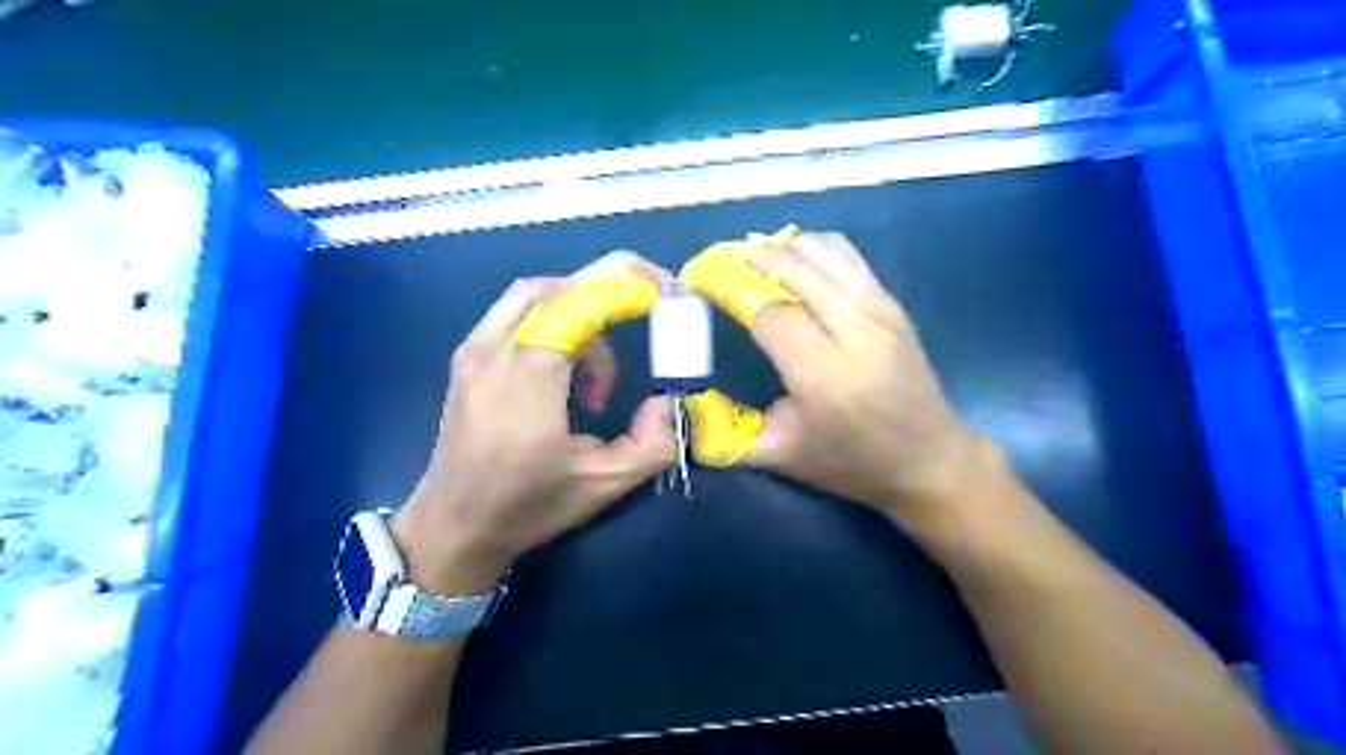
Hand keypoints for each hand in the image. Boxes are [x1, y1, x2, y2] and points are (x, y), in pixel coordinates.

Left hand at [397, 253, 679, 595]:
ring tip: (600, 376)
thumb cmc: (526, 507)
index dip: (625, 288)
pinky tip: (568, 373)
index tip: (665, 296)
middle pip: (558, 288)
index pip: (577, 305)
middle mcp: (495, 351)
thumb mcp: (604, 484)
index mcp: (528, 380)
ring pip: (536, 295)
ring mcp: (474, 349)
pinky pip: (519, 313)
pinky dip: (556, 323)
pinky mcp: (468, 356)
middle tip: (648, 310)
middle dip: (609, 290)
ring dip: (582, 313)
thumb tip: (669, 399)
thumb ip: (652, 442)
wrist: (453, 525)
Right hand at [686, 231, 985, 531]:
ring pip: (822, 251)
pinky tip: (793, 264)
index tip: (699, 282)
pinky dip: (811, 249)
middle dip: (749, 259)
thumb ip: (727, 435)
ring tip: (752, 263)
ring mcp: (880, 311)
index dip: (729, 288)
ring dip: (780, 248)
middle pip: (794, 267)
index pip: (769, 310)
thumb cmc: (852, 464)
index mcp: (825, 376)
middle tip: (719, 266)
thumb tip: (682, 408)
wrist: (929, 459)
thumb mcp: (782, 456)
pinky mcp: (892, 303)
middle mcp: (856, 332)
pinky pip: (846, 256)